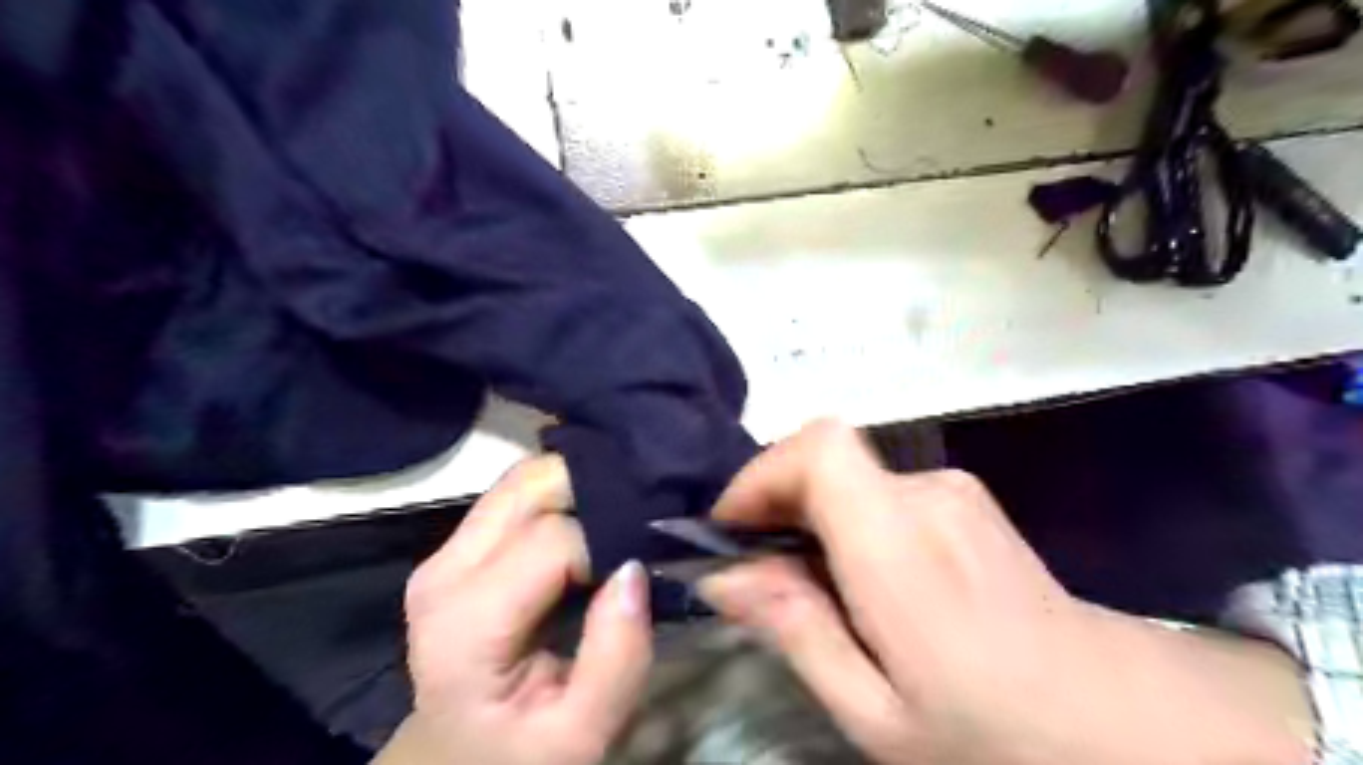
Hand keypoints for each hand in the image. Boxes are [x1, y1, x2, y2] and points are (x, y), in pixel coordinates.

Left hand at [371, 454, 647, 764]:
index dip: (607, 545)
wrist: (460, 754)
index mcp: (467, 621)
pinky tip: (588, 516)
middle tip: (636, 522)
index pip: (554, 540)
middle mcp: (445, 568)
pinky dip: (561, 492)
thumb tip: (634, 568)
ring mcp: (445, 550)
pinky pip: (517, 492)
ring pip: (522, 477)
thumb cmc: (521, 749)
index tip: (637, 570)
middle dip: (593, 490)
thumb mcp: (582, 732)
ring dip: (576, 484)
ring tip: (615, 516)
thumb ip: (617, 659)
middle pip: (530, 486)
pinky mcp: (459, 544)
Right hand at [696, 422, 1315, 763]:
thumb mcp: (874, 713)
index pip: (819, 447)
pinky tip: (861, 583)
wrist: (1127, 728)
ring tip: (811, 590)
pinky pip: (879, 492)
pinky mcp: (965, 500)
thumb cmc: (997, 738)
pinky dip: (846, 521)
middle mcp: (928, 495)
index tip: (732, 528)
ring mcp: (954, 492)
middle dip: (776, 503)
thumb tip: (724, 574)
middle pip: (826, 458)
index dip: (763, 472)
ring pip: (849, 477)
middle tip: (758, 573)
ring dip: (811, 517)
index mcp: (901, 543)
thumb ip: (795, 628)